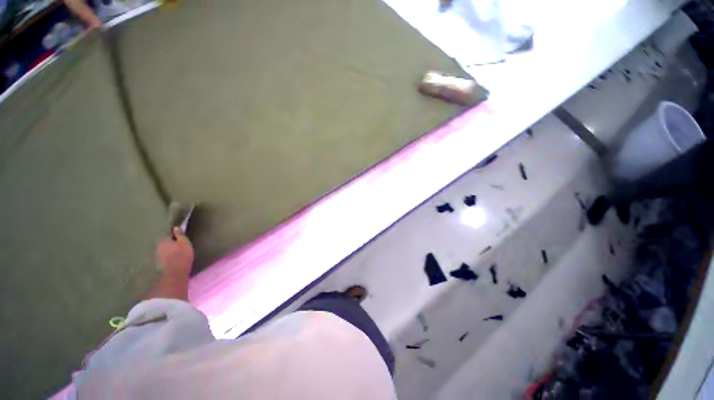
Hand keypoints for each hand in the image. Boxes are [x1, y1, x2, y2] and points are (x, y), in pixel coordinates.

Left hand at [156, 227, 193, 275]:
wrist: (174, 274)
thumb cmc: (182, 256)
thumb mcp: (185, 243)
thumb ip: (180, 235)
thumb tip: (176, 227)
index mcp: (164, 240)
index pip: (169, 235)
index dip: (175, 237)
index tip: (181, 239)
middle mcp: (157, 247)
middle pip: (165, 243)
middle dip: (171, 244)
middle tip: (180, 246)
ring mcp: (156, 256)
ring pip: (164, 250)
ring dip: (169, 251)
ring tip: (177, 253)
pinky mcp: (158, 264)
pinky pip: (164, 257)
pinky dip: (168, 257)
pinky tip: (173, 260)